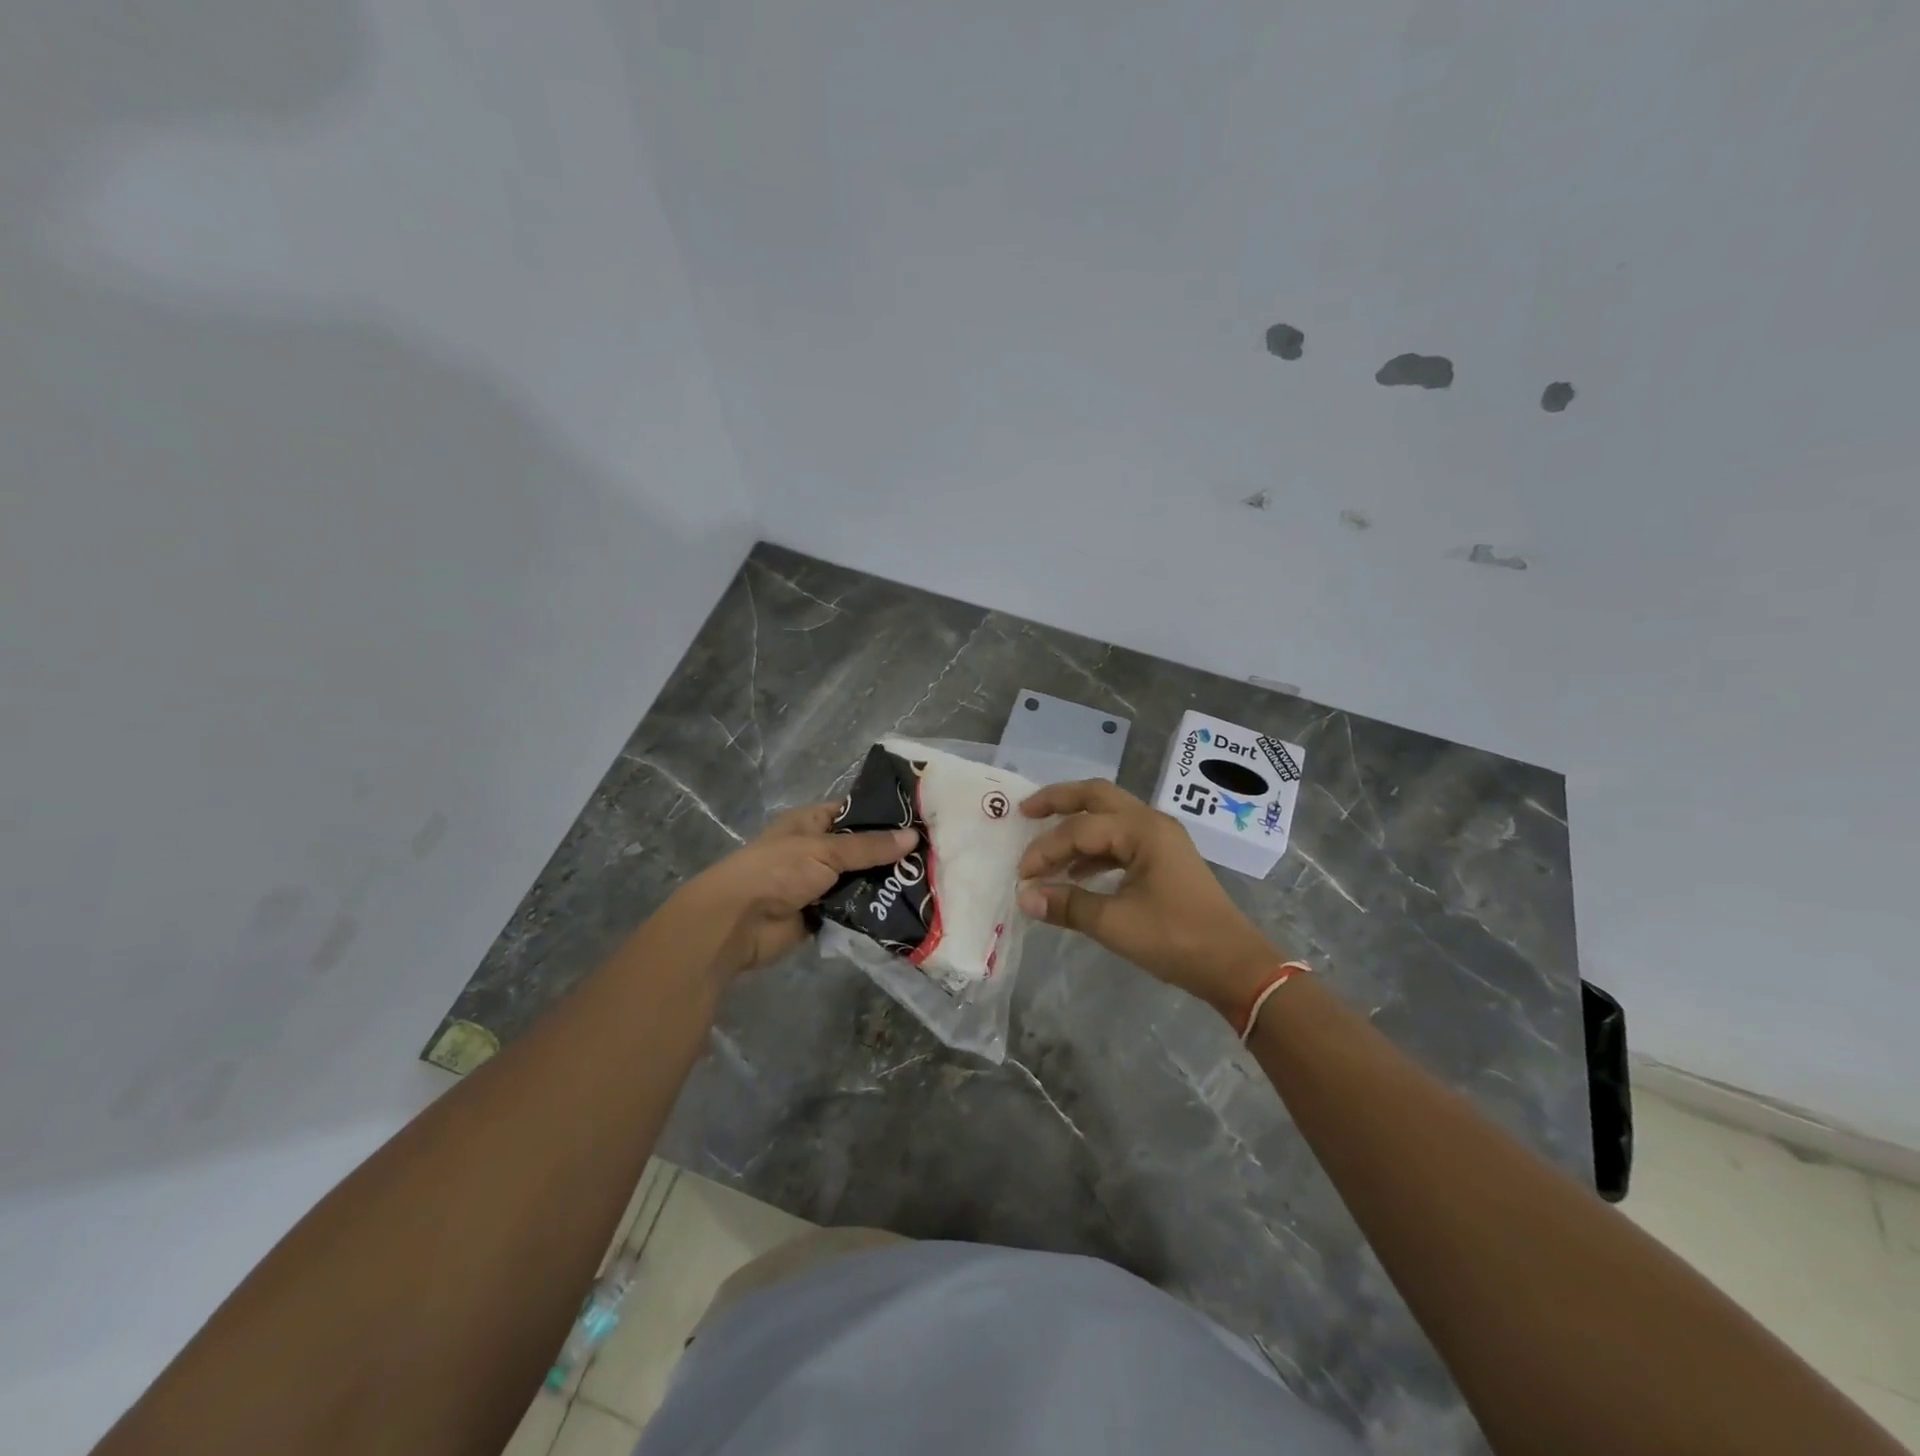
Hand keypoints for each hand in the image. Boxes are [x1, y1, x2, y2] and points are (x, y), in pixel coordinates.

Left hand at [679, 804, 915, 977]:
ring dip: (886, 885)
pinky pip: (855, 910)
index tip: (923, 820)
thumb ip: (869, 847)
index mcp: (813, 823)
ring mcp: (820, 884)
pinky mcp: (823, 915)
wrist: (738, 922)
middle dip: (892, 854)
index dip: (885, 815)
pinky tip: (908, 910)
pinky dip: (874, 911)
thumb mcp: (825, 850)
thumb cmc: (778, 871)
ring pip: (861, 881)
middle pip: (862, 849)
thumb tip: (913, 837)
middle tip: (935, 856)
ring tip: (931, 883)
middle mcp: (818, 850)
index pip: (855, 812)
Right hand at [1016, 780, 1283, 1020]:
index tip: (1022, 876)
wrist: (1234, 965)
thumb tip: (1024, 897)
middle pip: (1096, 796)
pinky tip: (1076, 872)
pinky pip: (1120, 840)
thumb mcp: (1115, 924)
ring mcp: (1161, 839)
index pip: (1080, 829)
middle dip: (1059, 801)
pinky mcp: (1164, 859)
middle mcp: (1151, 823)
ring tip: (1045, 844)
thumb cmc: (1177, 940)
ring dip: (1076, 826)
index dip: (1045, 849)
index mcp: (1142, 831)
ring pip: (1109, 816)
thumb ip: (1067, 905)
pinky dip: (1094, 849)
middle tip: (1025, 810)